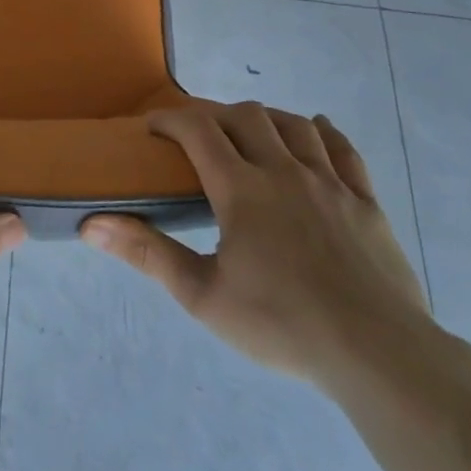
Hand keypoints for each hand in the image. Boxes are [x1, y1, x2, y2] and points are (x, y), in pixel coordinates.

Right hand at [80, 102, 430, 387]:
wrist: (378, 354)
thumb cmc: (282, 324)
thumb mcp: (203, 296)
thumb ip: (148, 253)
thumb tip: (91, 224)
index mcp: (242, 189)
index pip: (198, 129)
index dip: (170, 118)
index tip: (153, 128)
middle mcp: (284, 171)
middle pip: (246, 116)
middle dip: (214, 115)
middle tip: (197, 137)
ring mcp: (330, 183)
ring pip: (294, 125)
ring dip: (265, 118)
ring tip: (249, 133)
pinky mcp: (366, 202)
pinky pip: (344, 150)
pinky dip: (323, 132)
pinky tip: (315, 131)